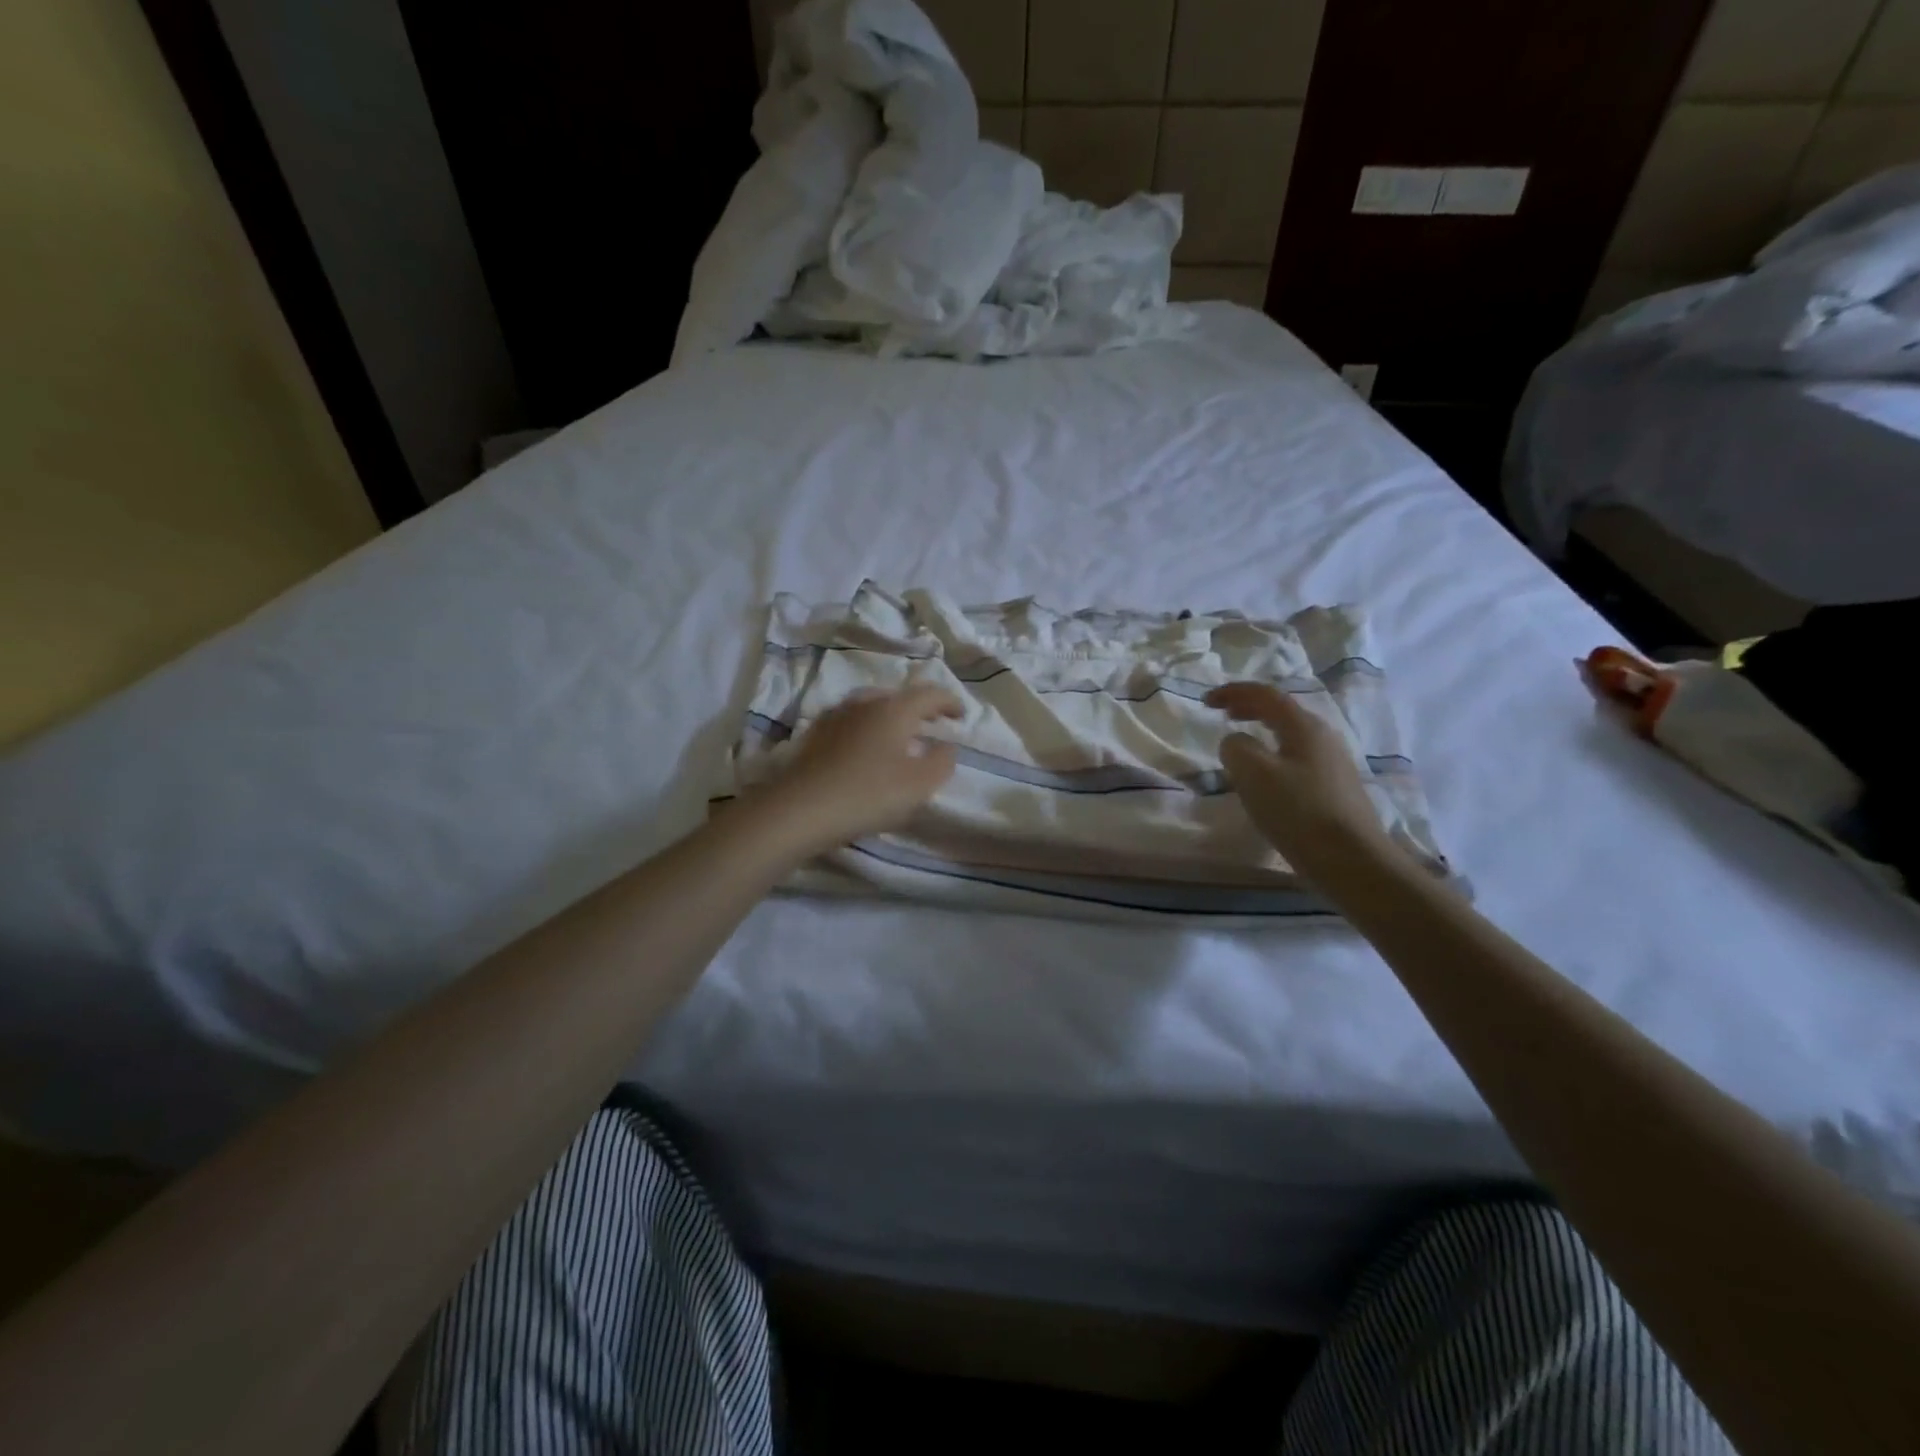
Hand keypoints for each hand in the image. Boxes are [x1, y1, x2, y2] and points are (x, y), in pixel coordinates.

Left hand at [761, 685, 962, 850]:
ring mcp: (835, 716)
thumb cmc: (868, 794)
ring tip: (896, 738)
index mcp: (894, 709)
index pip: (930, 694)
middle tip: (930, 726)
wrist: (799, 809)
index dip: (950, 702)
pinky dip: (865, 729)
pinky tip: (863, 750)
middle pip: (898, 696)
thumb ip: (942, 762)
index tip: (961, 716)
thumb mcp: (919, 784)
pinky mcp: (813, 735)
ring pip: (870, 707)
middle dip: (918, 708)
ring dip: (888, 718)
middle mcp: (864, 703)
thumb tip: (947, 746)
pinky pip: (849, 723)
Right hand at [1205, 681, 1399, 880]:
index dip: (1233, 692)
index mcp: (1304, 727)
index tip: (1205, 701)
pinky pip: (1297, 758)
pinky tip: (1266, 778)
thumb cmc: (1299, 811)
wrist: (1352, 860)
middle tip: (1223, 714)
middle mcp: (1323, 737)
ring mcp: (1333, 764)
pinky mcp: (1335, 789)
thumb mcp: (1253, 774)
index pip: (1265, 695)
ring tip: (1241, 745)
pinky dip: (1274, 754)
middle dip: (1249, 707)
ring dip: (1262, 732)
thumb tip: (1235, 742)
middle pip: (1282, 711)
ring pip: (1290, 735)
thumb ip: (1236, 748)